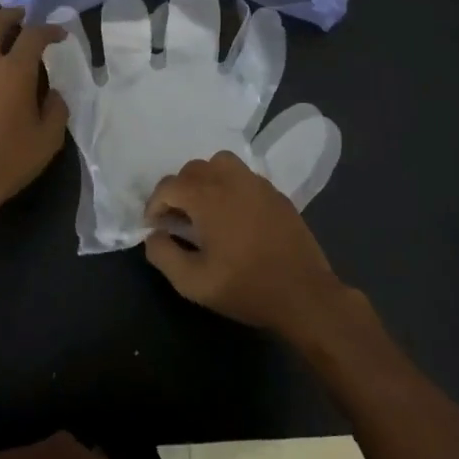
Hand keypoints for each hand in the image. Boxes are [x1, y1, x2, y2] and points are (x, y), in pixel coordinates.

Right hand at [143, 150, 344, 337]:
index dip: (154, 205)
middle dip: (178, 190)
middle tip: (177, 220)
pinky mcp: (276, 193)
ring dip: (205, 180)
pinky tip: (234, 215)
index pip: (168, 186)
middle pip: (193, 169)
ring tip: (205, 208)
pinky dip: (229, 185)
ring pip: (220, 163)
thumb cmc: (246, 288)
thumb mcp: (193, 282)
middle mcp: (231, 180)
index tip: (154, 227)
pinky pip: (244, 176)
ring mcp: (257, 184)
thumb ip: (163, 255)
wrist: (304, 295)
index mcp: (208, 197)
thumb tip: (154, 235)